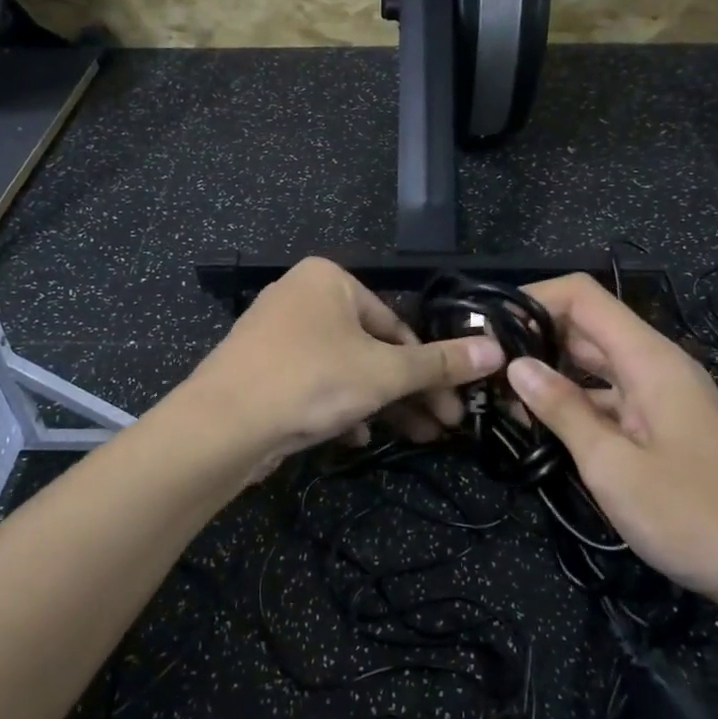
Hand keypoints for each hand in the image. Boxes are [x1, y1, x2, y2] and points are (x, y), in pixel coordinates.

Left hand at [179, 257, 504, 474]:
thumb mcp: (384, 372)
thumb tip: (496, 351)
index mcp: (328, 280)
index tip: (455, 403)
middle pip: (372, 348)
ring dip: (381, 404)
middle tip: (444, 427)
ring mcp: (277, 335)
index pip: (396, 323)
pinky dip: (340, 407)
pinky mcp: (262, 370)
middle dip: (410, 391)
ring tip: (415, 438)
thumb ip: (440, 364)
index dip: (430, 367)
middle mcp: (301, 298)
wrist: (220, 426)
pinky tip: (356, 437)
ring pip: (345, 370)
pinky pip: (314, 384)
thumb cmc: (310, 381)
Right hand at [506, 274, 717, 615]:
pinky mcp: (665, 427)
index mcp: (648, 359)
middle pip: (587, 327)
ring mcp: (663, 397)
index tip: (490, 327)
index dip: (535, 298)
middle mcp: (656, 366)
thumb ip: (563, 410)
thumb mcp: (614, 466)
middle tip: (482, 369)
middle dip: (533, 339)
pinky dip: (575, 405)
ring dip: (550, 375)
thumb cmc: (696, 517)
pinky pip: (611, 399)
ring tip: (499, 399)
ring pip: (596, 366)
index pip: (583, 296)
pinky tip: (541, 429)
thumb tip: (517, 366)